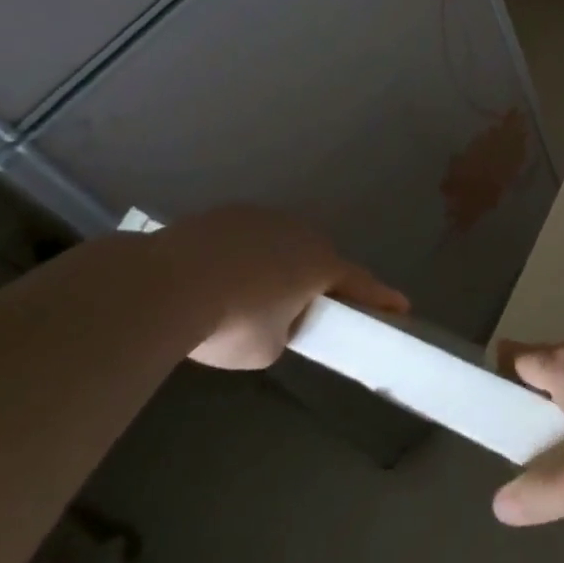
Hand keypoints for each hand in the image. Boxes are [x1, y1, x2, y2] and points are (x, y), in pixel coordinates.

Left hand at [155, 206, 407, 369]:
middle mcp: (300, 233)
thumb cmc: (229, 323)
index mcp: (321, 265)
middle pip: (319, 259)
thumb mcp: (268, 348)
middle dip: (318, 280)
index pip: (362, 284)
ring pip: (281, 244)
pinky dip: (243, 256)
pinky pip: (246, 238)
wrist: (161, 285)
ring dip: (278, 264)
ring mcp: (261, 218)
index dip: (382, 299)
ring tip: (250, 293)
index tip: (402, 306)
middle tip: (305, 306)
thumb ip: (285, 331)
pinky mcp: (224, 214)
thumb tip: (273, 321)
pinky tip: (218, 276)